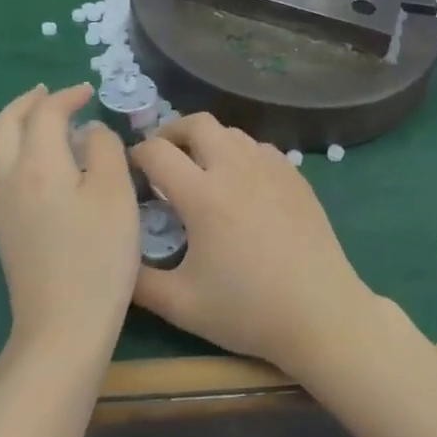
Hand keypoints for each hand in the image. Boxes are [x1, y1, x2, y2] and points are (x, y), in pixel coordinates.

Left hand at [0, 84, 140, 357]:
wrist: (63, 325)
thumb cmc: (98, 256)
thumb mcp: (115, 194)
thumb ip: (105, 150)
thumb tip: (91, 131)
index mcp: (38, 164)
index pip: (45, 113)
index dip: (67, 96)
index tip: (90, 91)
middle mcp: (9, 178)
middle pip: (5, 125)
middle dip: (28, 103)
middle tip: (53, 94)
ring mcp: (1, 206)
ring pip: (0, 149)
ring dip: (21, 126)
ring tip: (49, 123)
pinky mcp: (5, 229)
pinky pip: (4, 172)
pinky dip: (21, 151)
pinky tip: (47, 164)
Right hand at [130, 113, 377, 377]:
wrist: (320, 313)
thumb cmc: (247, 311)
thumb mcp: (181, 305)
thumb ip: (138, 280)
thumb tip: (115, 257)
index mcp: (203, 195)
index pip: (157, 152)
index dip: (135, 155)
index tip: (131, 172)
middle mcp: (236, 168)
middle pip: (197, 123)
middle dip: (171, 133)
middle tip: (163, 159)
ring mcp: (271, 168)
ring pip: (231, 132)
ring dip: (207, 142)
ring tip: (200, 171)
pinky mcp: (296, 176)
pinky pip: (260, 148)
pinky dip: (240, 154)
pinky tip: (241, 185)